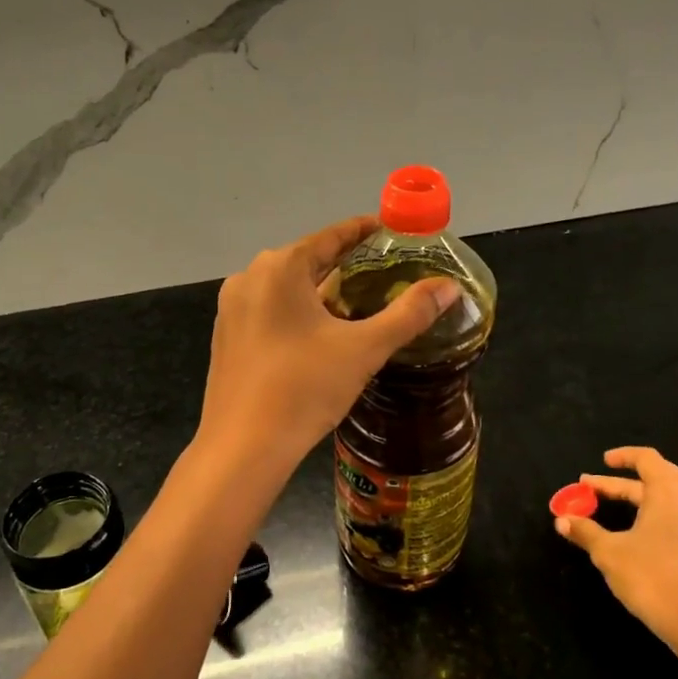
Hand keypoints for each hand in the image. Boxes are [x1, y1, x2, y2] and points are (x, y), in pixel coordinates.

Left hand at [198, 217, 458, 468]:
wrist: (243, 448)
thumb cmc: (304, 388)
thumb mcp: (364, 349)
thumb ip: (408, 314)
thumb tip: (450, 288)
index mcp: (280, 268)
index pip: (331, 236)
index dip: (364, 231)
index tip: (392, 231)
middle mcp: (250, 278)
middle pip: (308, 259)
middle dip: (346, 263)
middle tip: (386, 269)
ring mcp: (232, 308)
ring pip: (286, 287)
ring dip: (321, 289)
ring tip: (360, 299)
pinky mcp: (227, 337)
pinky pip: (270, 310)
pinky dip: (298, 311)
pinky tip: (321, 332)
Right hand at [556, 447, 677, 655]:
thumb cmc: (651, 577)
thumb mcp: (609, 552)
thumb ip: (586, 532)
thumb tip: (561, 520)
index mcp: (669, 489)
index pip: (646, 458)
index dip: (622, 456)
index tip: (602, 461)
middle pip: (657, 475)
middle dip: (623, 482)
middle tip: (593, 488)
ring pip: (673, 494)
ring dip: (644, 495)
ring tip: (621, 501)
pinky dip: (663, 510)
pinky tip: (651, 523)